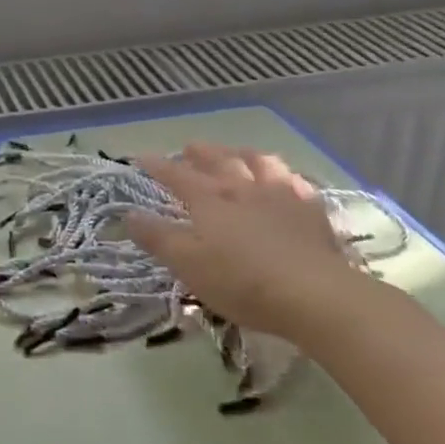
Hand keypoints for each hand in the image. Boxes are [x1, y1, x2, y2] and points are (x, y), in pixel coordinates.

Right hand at [128, 145, 372, 345]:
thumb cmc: (242, 281)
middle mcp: (242, 187)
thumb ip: (157, 237)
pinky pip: (295, 182)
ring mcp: (280, 195)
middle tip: (189, 148)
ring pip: (259, 162)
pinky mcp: (312, 211)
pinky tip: (286, 180)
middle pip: (218, 161)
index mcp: (209, 199)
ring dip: (243, 154)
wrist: (316, 295)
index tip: (139, 158)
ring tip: (237, 153)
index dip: (156, 166)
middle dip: (200, 153)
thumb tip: (128, 214)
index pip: (176, 175)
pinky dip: (284, 176)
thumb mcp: (188, 264)